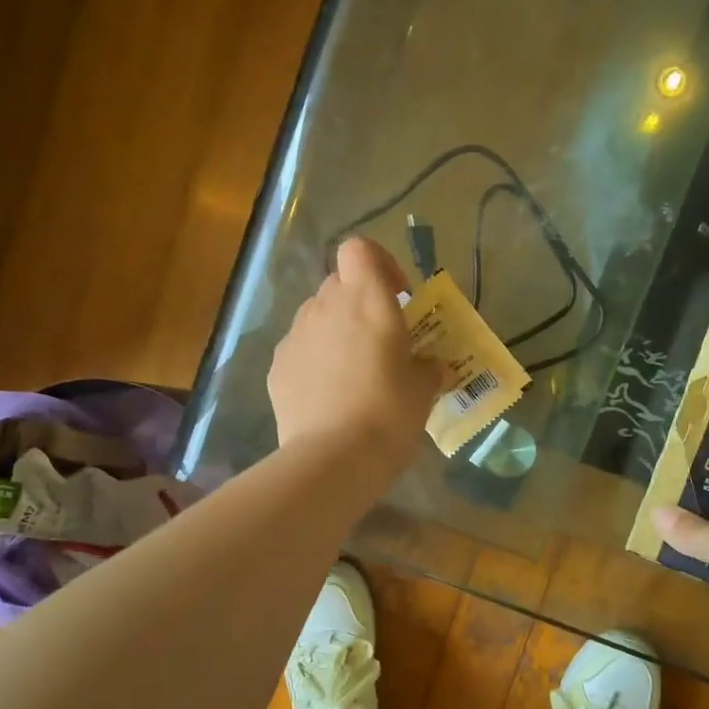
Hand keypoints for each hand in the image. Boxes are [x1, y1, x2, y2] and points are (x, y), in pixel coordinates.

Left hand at [268, 237, 442, 480]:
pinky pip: (299, 349)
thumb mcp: (423, 390)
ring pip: (316, 317)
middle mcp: (326, 307)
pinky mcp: (277, 367)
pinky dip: (314, 360)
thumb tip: (431, 367)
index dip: (379, 263)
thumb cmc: (389, 414)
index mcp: (366, 300)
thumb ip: (428, 368)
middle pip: (338, 284)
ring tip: (352, 372)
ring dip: (335, 332)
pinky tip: (328, 395)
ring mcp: (295, 336)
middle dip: (358, 303)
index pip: (359, 250)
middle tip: (380, 340)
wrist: (333, 458)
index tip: (397, 295)